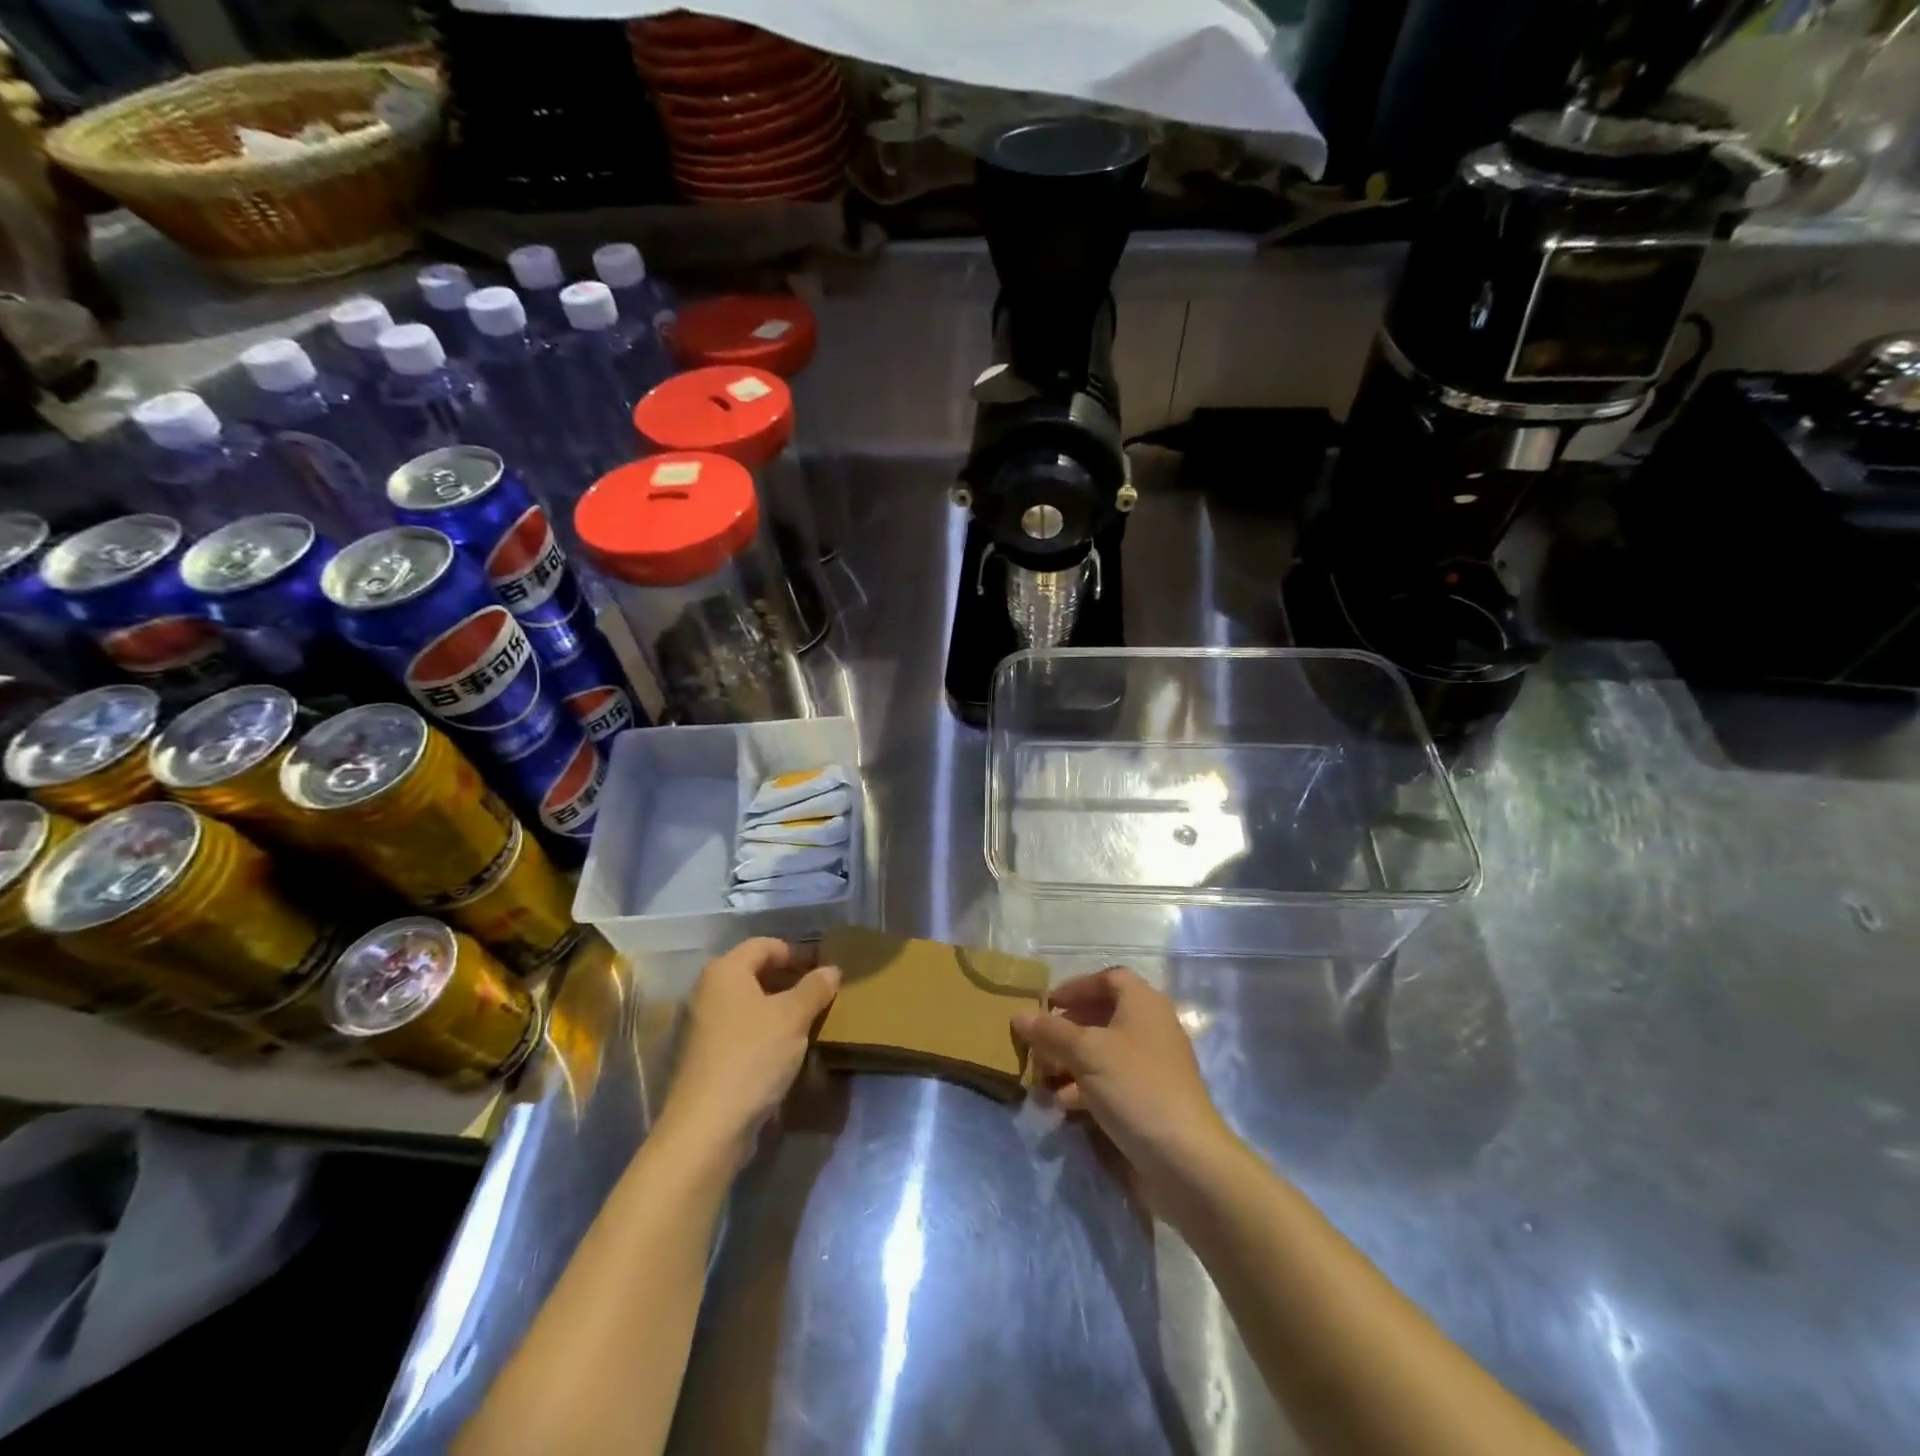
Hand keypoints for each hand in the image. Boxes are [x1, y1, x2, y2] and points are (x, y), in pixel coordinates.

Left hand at [659, 938, 838, 1165]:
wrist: (708, 1127)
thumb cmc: (752, 1056)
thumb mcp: (793, 1017)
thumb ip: (814, 988)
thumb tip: (831, 969)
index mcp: (725, 971)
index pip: (764, 945)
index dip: (796, 951)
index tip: (823, 968)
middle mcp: (708, 991)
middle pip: (755, 972)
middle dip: (789, 979)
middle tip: (821, 993)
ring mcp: (703, 1025)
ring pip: (749, 1003)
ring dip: (779, 1007)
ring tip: (810, 1019)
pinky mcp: (706, 1056)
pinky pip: (742, 1029)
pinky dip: (765, 1030)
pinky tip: (787, 1047)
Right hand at [1013, 967, 1236, 1207]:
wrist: (1185, 1160)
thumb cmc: (1134, 1088)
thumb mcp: (1086, 1053)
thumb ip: (1050, 1032)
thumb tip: (1018, 1015)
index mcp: (1143, 1003)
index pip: (1109, 978)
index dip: (1077, 987)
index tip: (1047, 1003)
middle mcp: (1150, 1028)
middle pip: (1102, 1017)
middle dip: (1066, 1030)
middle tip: (1037, 1044)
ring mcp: (1152, 1067)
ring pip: (1103, 1053)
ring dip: (1069, 1063)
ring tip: (1041, 1079)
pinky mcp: (1149, 1100)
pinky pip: (1110, 1083)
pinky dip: (1085, 1089)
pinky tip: (1062, 1105)